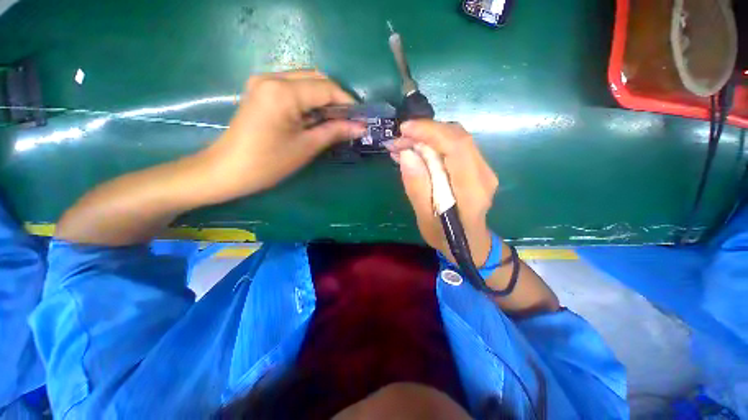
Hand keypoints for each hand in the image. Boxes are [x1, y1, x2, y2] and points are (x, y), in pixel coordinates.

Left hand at [202, 70, 365, 201]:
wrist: (228, 170)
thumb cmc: (269, 162)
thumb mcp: (306, 147)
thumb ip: (335, 131)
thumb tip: (360, 127)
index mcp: (284, 92)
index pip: (326, 88)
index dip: (347, 102)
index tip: (361, 118)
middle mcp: (272, 77)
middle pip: (316, 78)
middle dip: (336, 98)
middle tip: (349, 120)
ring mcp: (263, 81)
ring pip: (305, 81)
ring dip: (323, 98)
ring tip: (335, 120)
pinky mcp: (260, 90)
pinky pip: (293, 87)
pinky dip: (309, 99)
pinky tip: (315, 116)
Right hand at [390, 121, 497, 264]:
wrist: (471, 245)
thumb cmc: (446, 237)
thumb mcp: (425, 218)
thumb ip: (417, 188)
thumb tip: (408, 154)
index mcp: (471, 190)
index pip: (456, 146)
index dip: (430, 132)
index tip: (404, 130)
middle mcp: (483, 174)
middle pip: (457, 137)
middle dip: (425, 132)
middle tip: (399, 140)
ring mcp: (483, 169)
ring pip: (456, 138)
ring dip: (428, 136)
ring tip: (403, 145)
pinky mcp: (477, 168)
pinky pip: (455, 147)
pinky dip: (434, 144)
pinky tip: (416, 150)